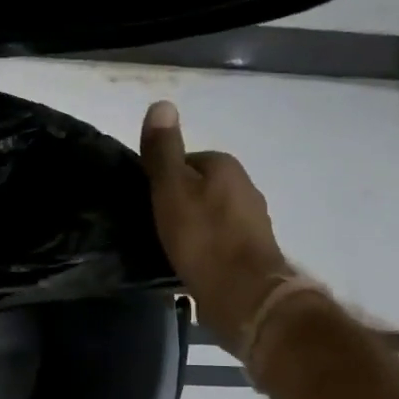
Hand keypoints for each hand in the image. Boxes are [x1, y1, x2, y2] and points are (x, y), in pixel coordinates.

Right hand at [140, 100, 294, 350]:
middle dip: (178, 203)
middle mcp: (245, 188)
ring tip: (166, 246)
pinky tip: (186, 264)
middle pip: (199, 188)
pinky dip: (202, 249)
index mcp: (225, 167)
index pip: (186, 161)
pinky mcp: (251, 254)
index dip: (162, 179)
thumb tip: (161, 103)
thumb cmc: (203, 238)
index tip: (145, 201)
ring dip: (191, 228)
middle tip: (152, 225)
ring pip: (210, 216)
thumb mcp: (171, 189)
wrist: (244, 295)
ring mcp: (252, 223)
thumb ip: (164, 151)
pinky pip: (217, 242)